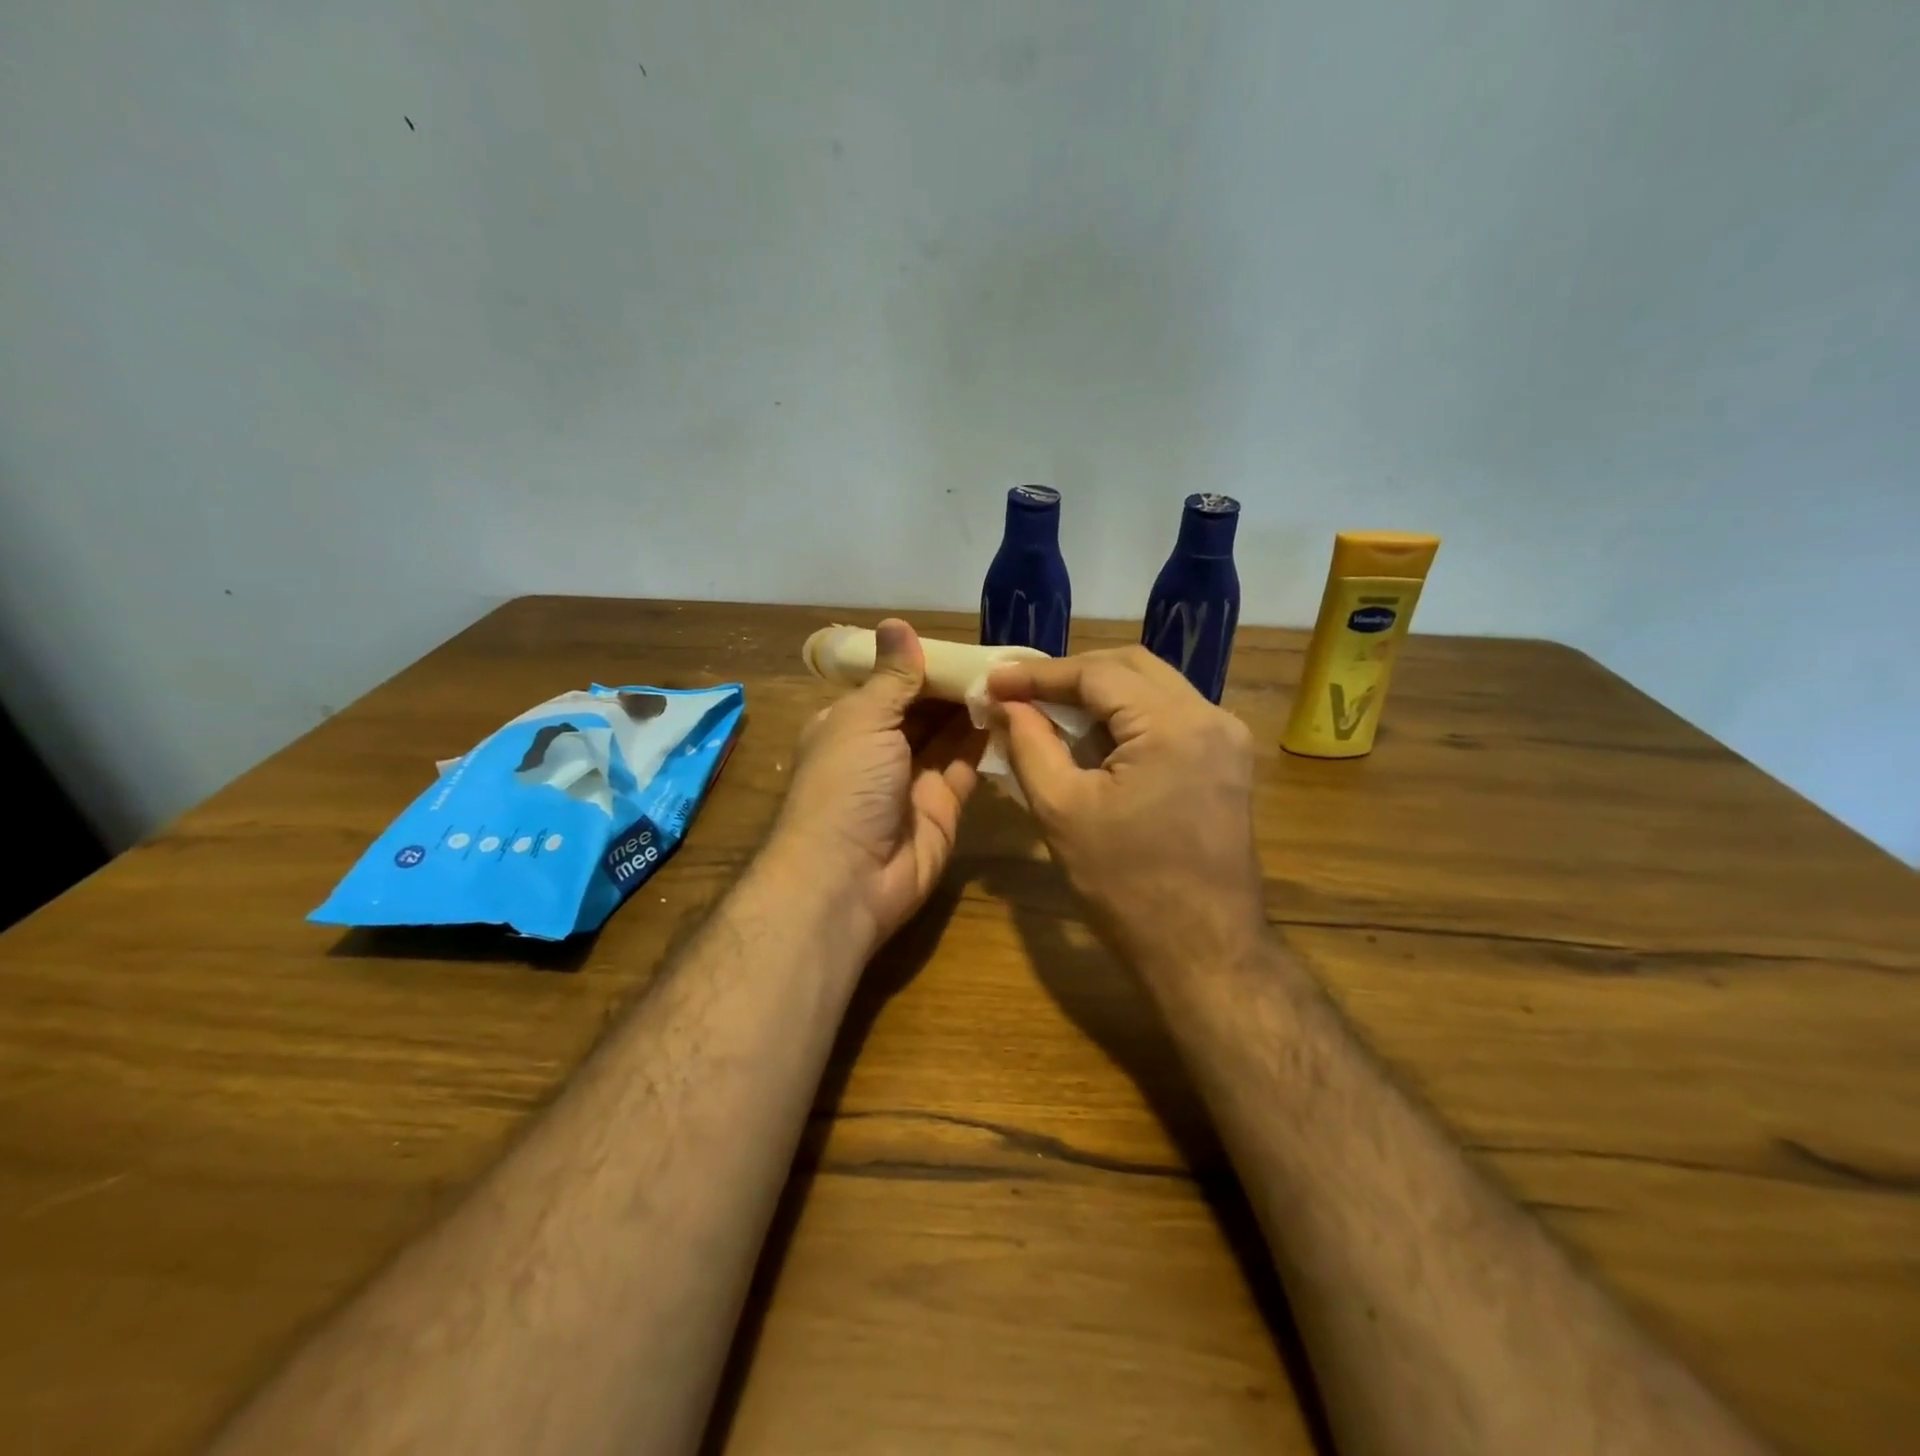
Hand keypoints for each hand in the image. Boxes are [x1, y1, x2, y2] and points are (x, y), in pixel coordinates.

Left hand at [769, 619, 984, 947]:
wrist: (848, 879)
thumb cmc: (846, 786)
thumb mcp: (863, 719)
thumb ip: (892, 677)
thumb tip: (897, 623)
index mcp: (851, 723)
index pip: (891, 682)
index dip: (924, 662)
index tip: (964, 642)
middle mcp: (881, 748)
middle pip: (924, 708)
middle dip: (955, 685)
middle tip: (1002, 657)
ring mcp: (913, 779)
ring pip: (949, 735)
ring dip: (974, 709)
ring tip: (1014, 677)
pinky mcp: (944, 805)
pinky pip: (967, 765)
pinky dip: (987, 740)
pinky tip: (1013, 712)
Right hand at [987, 646, 1265, 979]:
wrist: (1204, 950)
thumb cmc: (1126, 887)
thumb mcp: (1062, 811)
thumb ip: (1028, 745)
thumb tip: (1004, 703)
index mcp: (1173, 725)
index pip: (1097, 673)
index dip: (1039, 674)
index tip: (994, 681)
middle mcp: (1210, 716)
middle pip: (1130, 667)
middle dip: (1071, 675)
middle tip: (1019, 692)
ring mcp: (1226, 737)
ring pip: (1153, 687)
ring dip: (1099, 693)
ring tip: (1048, 711)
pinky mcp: (1227, 760)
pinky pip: (1170, 714)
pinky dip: (1127, 716)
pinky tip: (1093, 737)